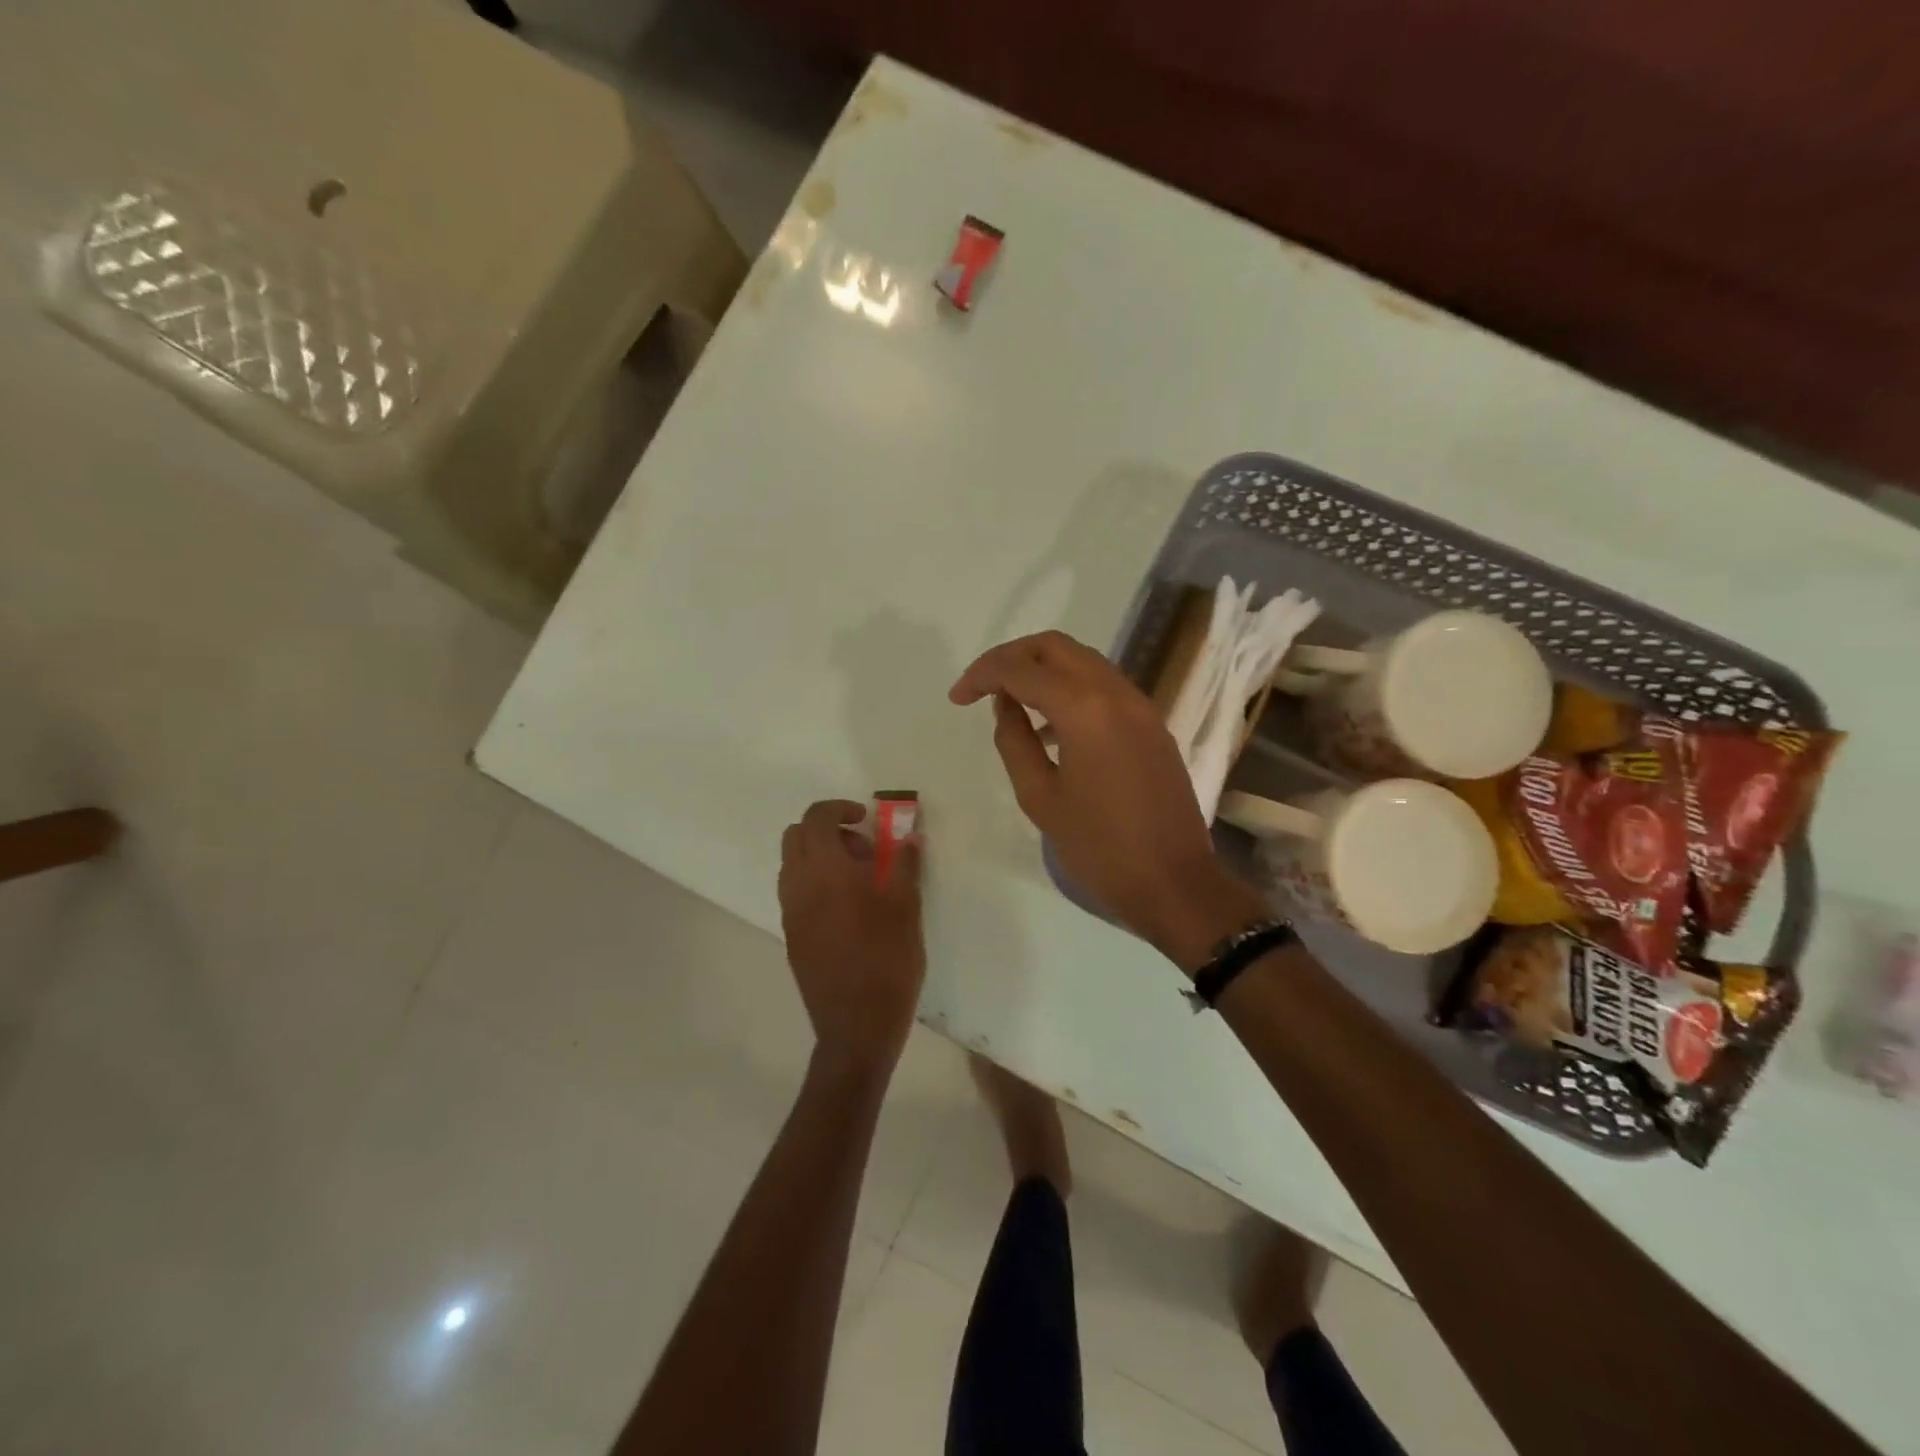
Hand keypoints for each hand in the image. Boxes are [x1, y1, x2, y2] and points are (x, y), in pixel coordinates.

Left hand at [778, 799, 925, 1073]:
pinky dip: (816, 883)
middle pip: (796, 836)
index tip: (866, 818)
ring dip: (821, 857)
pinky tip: (849, 910)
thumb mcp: (907, 907)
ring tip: (861, 881)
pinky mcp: (791, 937)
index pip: (816, 818)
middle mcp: (798, 886)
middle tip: (865, 850)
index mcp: (825, 871)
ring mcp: (790, 914)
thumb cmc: (887, 960)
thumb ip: (905, 865)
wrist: (856, 1027)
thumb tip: (909, 837)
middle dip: (828, 830)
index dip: (840, 808)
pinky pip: (796, 893)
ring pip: (793, 865)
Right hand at [950, 631, 1264, 968]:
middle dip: (1012, 657)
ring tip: (1011, 702)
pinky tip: (1050, 726)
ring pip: (1083, 661)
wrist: (1175, 884)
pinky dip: (1071, 689)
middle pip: (1055, 647)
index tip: (958, 698)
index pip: (1022, 669)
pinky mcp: (1153, 724)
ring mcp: (1141, 706)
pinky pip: (1104, 687)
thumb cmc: (1099, 847)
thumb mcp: (1040, 797)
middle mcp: (1116, 693)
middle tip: (982, 686)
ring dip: (1043, 669)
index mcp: (1085, 709)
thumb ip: (1014, 740)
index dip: (982, 675)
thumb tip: (1006, 704)